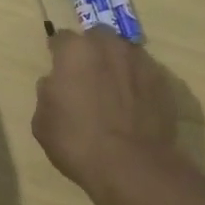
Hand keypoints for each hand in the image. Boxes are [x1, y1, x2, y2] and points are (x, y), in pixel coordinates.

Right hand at [34, 26, 182, 204]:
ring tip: (114, 92)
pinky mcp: (161, 79)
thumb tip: (55, 83)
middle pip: (96, 37)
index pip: (62, 39)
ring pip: (123, 52)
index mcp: (76, 50)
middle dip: (91, 52)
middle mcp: (108, 45)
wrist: (133, 167)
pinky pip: (143, 73)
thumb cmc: (79, 143)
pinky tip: (135, 106)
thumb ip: (47, 93)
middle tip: (87, 78)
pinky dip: (137, 83)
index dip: (59, 54)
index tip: (59, 69)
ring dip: (116, 64)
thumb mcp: (43, 123)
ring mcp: (139, 60)